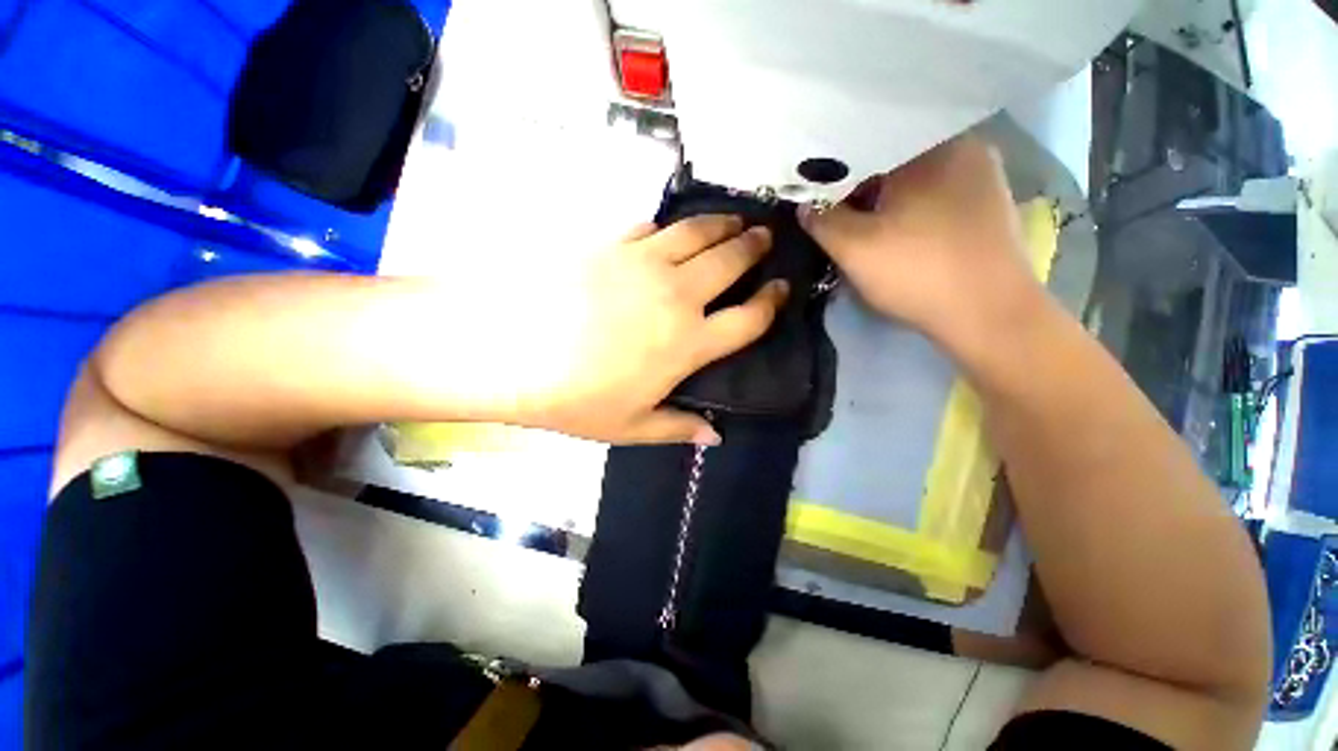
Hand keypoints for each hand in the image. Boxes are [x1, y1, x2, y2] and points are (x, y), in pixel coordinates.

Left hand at [450, 216, 787, 445]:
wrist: (510, 352)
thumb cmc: (575, 398)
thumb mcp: (631, 427)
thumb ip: (678, 428)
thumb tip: (715, 436)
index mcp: (689, 343)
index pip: (749, 319)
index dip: (772, 303)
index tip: (781, 289)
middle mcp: (677, 295)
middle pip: (731, 262)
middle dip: (753, 247)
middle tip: (765, 237)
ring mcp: (644, 263)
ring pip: (697, 233)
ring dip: (722, 224)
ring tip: (734, 220)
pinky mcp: (612, 244)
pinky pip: (651, 228)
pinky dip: (669, 227)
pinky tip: (672, 229)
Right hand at [799, 136, 1043, 351]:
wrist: (989, 314)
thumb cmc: (917, 273)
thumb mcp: (854, 248)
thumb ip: (821, 221)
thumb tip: (804, 205)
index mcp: (931, 146)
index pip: (867, 148)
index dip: (835, 175)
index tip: (817, 199)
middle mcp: (964, 148)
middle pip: (893, 161)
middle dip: (861, 188)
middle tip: (837, 215)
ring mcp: (984, 176)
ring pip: (917, 179)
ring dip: (887, 200)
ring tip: (865, 226)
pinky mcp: (991, 205)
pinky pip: (939, 195)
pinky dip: (913, 209)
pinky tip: (902, 233)